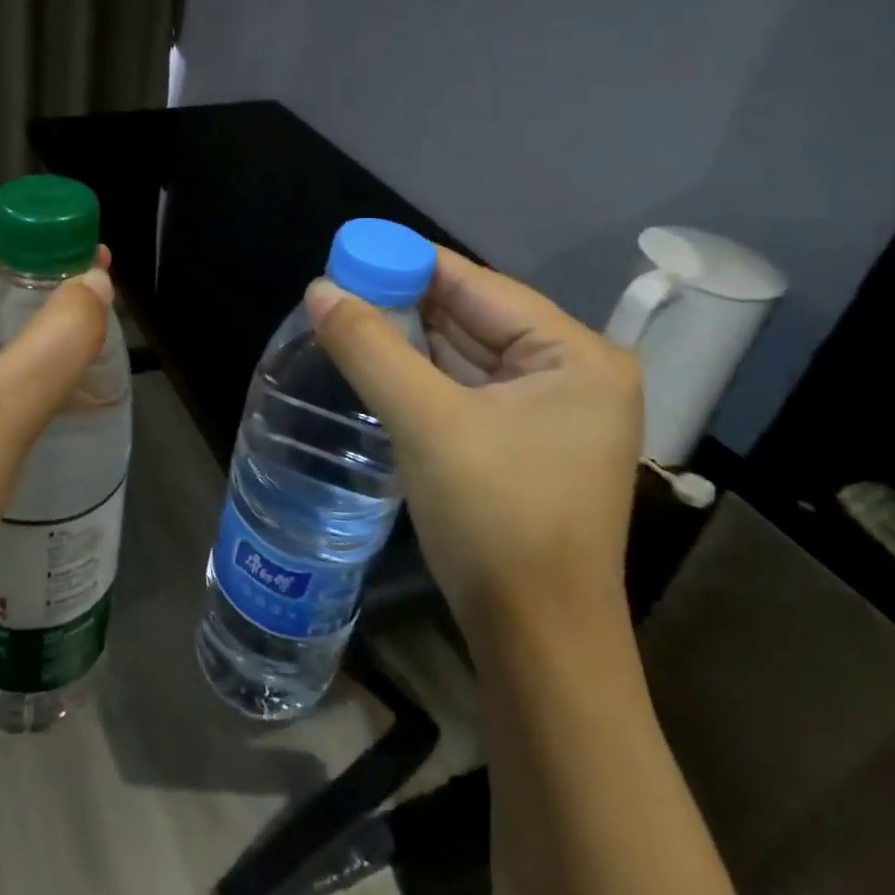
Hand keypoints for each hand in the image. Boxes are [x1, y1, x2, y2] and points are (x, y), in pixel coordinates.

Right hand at [305, 249, 641, 627]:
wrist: (537, 644)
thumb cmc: (496, 518)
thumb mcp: (426, 421)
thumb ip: (370, 347)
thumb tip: (319, 288)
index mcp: (575, 355)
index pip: (479, 285)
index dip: (410, 262)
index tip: (350, 250)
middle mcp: (574, 373)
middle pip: (474, 317)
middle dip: (406, 301)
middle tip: (339, 285)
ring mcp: (554, 412)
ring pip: (467, 353)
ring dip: (410, 338)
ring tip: (347, 315)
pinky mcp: (527, 443)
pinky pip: (467, 388)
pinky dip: (423, 374)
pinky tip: (379, 361)